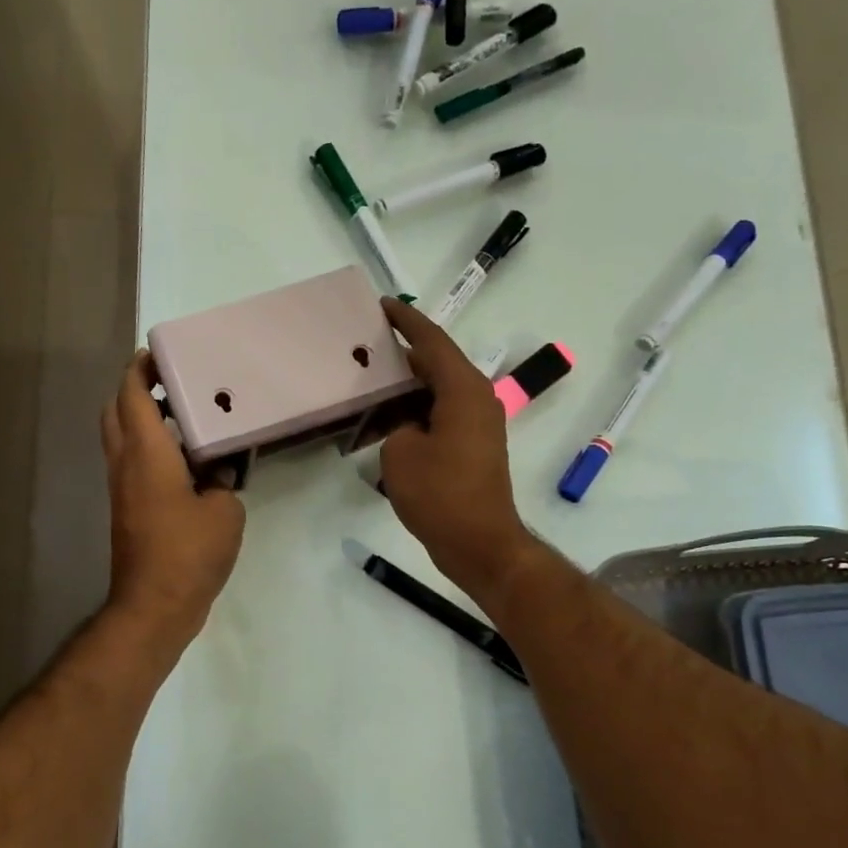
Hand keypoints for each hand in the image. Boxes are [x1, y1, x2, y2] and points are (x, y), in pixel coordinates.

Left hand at [100, 350, 245, 648]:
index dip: (141, 368)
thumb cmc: (188, 552)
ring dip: (141, 418)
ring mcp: (122, 488)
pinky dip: (149, 447)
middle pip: (115, 410)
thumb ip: (224, 481)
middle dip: (136, 389)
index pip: (131, 394)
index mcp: (146, 453)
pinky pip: (132, 463)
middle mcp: (125, 463)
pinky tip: (186, 459)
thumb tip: (219, 472)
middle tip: (173, 383)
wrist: (154, 605)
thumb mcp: (225, 512)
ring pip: (120, 438)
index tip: (162, 354)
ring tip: (184, 417)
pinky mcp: (127, 509)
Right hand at [378, 298, 538, 600]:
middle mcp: (476, 399)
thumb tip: (408, 427)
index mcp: (463, 390)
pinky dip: (416, 411)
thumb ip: (397, 425)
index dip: (406, 321)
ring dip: (407, 386)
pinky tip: (388, 420)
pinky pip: (441, 414)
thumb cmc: (440, 494)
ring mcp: (478, 424)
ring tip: (371, 382)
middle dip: (403, 352)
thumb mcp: (400, 453)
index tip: (383, 305)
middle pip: (436, 363)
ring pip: (438, 390)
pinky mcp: (473, 447)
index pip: (431, 341)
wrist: (479, 543)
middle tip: (367, 344)